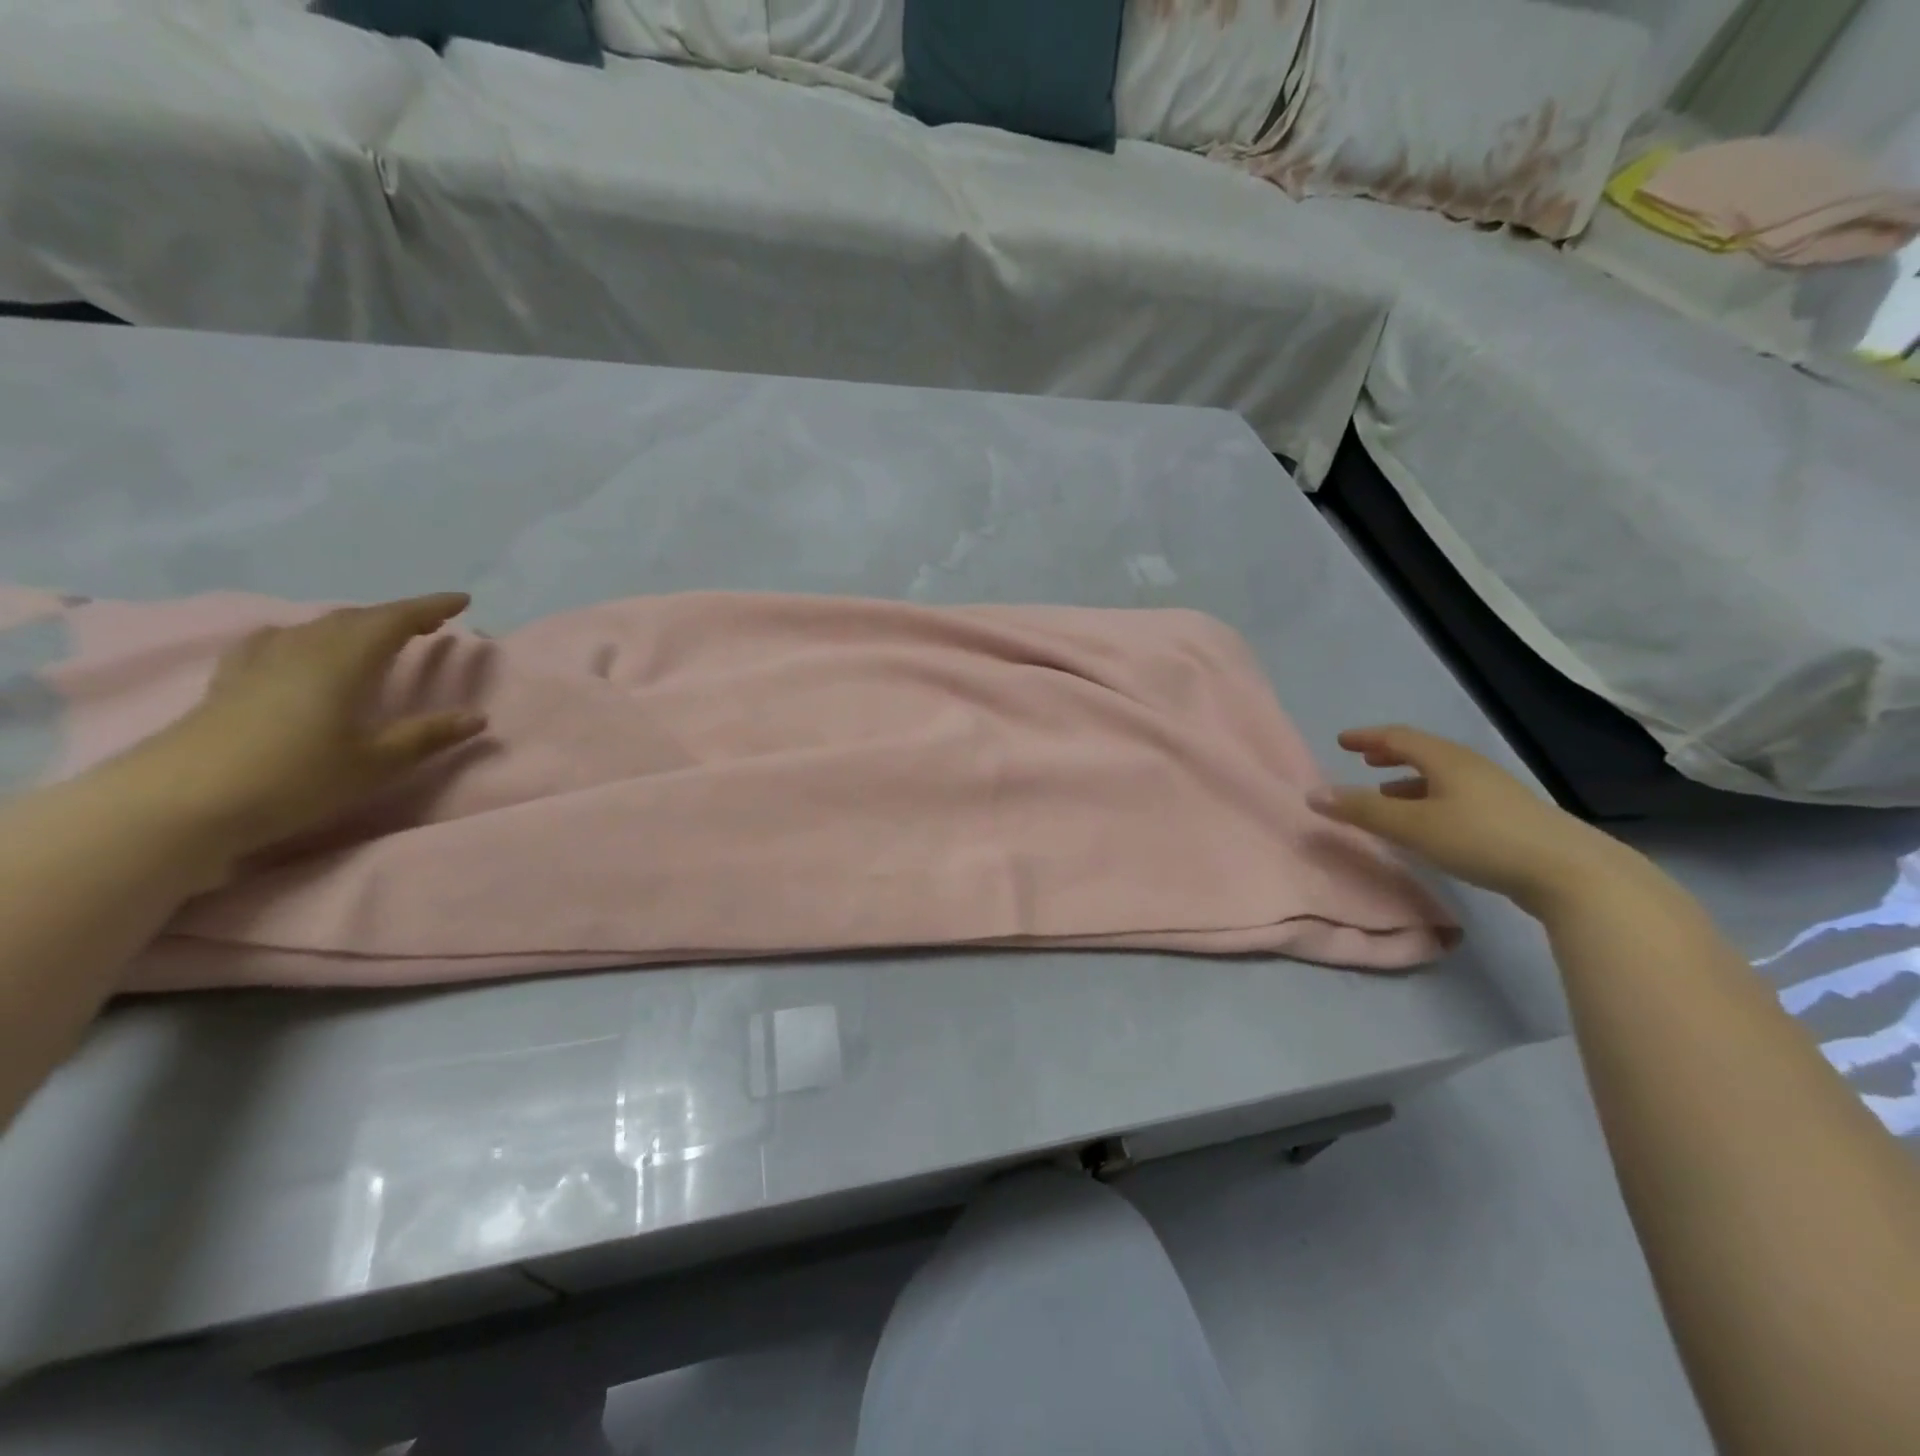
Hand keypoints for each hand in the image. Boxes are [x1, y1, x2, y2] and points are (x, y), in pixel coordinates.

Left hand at [110, 594, 487, 878]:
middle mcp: (304, 649)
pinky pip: (277, 641)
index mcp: (345, 662)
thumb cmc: (295, 778)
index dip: (430, 607)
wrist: (181, 802)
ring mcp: (261, 662)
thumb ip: (427, 736)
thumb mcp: (376, 763)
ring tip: (375, 636)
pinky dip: (304, 636)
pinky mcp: (231, 680)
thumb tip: (478, 716)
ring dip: (354, 625)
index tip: (461, 600)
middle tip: (429, 623)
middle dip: (397, 616)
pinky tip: (297, 646)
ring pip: (317, 627)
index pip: (394, 620)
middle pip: (355, 618)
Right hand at [1309, 726, 1638, 915]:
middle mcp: (1471, 768)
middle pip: (1423, 753)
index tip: (1342, 741)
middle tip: (1364, 760)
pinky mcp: (1509, 818)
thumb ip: (1362, 810)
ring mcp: (1494, 792)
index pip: (1399, 737)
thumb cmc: (1481, 839)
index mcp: (1447, 760)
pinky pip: (1455, 796)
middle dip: (1390, 755)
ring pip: (1441, 777)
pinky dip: (1429, 800)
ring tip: (1387, 794)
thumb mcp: (1412, 826)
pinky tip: (1428, 823)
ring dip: (1409, 781)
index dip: (1367, 737)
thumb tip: (1314, 794)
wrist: (1571, 873)